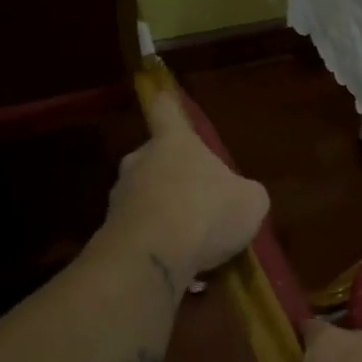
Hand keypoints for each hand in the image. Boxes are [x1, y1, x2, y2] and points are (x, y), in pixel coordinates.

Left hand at [108, 89, 268, 281]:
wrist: (153, 259)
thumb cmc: (207, 213)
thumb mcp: (251, 202)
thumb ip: (245, 192)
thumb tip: (241, 196)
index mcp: (174, 142)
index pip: (167, 112)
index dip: (168, 105)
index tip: (162, 96)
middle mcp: (140, 161)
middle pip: (157, 159)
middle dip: (175, 176)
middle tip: (199, 199)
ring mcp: (120, 197)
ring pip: (147, 197)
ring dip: (165, 212)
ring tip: (192, 242)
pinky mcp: (111, 232)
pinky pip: (141, 231)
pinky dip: (157, 243)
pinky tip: (178, 265)